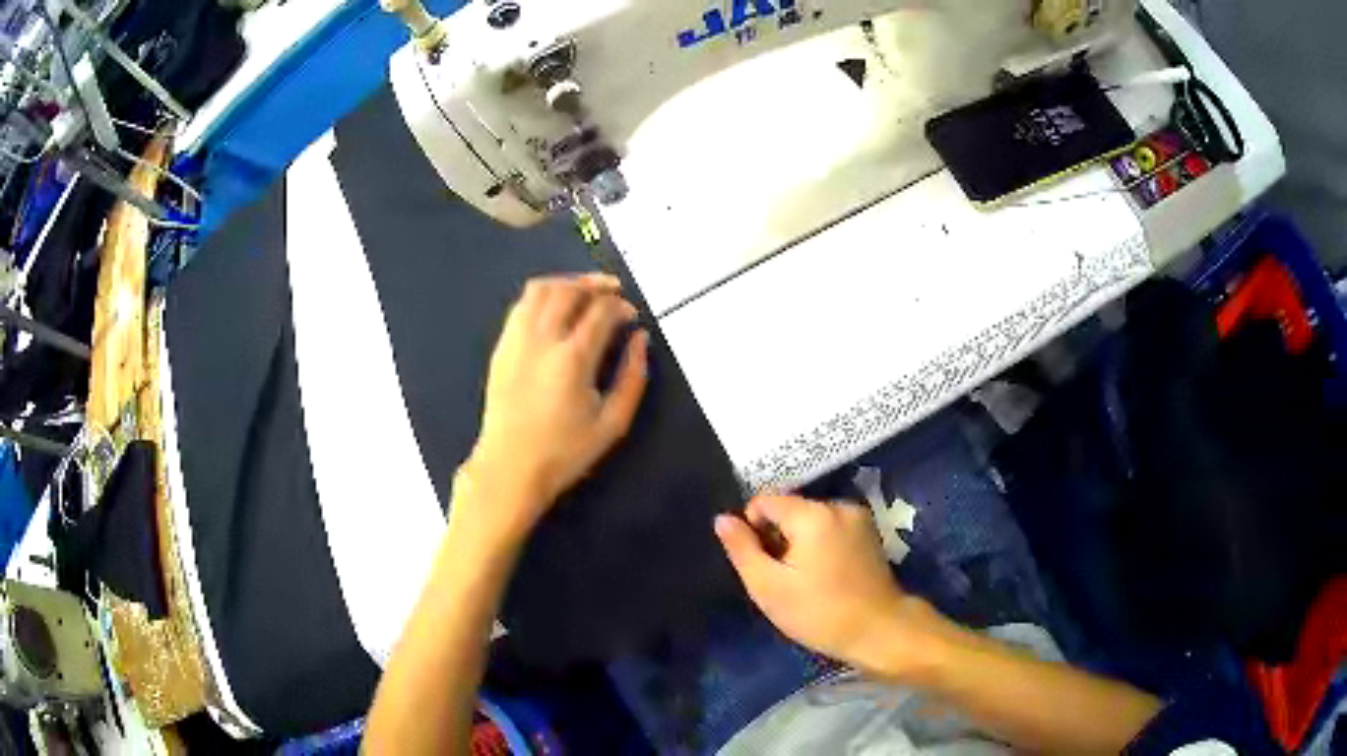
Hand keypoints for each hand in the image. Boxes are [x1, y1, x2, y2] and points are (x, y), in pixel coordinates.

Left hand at [459, 273, 648, 543]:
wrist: (510, 468)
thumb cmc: (564, 452)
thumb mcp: (613, 423)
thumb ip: (633, 377)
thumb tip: (640, 340)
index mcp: (573, 358)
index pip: (601, 310)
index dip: (622, 306)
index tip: (632, 317)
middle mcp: (542, 339)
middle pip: (570, 290)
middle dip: (596, 285)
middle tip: (614, 293)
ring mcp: (516, 340)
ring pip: (540, 289)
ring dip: (566, 283)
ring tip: (584, 292)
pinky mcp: (501, 347)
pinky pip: (521, 305)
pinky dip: (542, 296)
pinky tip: (554, 309)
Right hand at [715, 495, 942, 675]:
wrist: (879, 630)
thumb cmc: (819, 613)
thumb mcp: (768, 587)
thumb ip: (742, 549)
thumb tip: (723, 519)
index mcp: (812, 514)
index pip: (765, 501)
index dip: (753, 529)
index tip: (762, 564)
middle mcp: (837, 505)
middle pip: (790, 509)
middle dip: (778, 537)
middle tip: (783, 578)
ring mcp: (858, 517)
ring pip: (810, 519)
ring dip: (799, 542)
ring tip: (805, 579)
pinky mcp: (869, 532)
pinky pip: (831, 527)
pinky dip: (820, 544)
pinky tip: (825, 575)